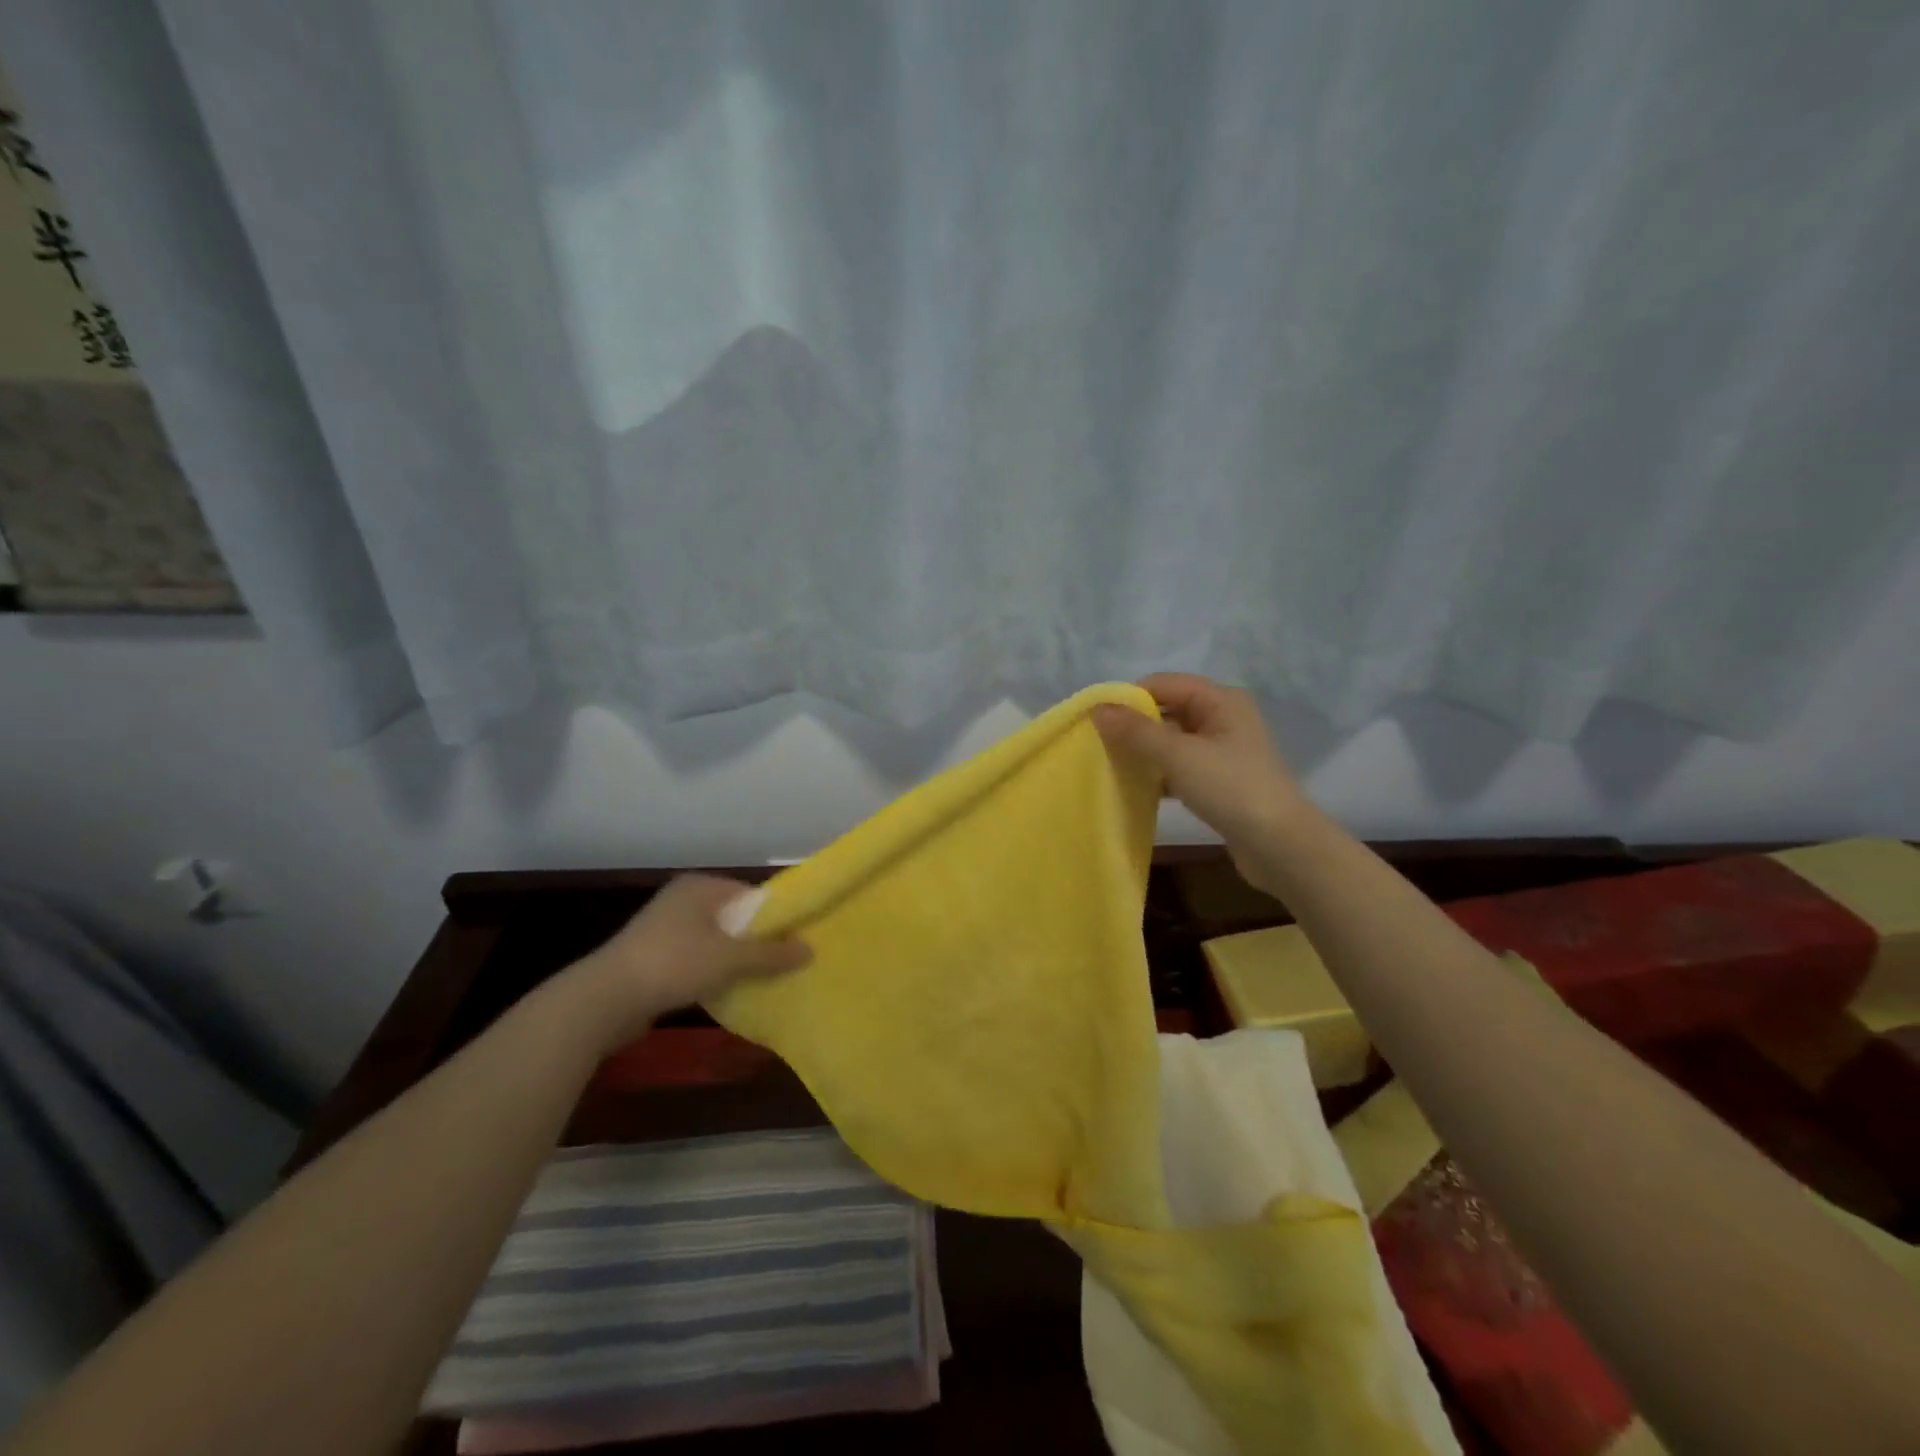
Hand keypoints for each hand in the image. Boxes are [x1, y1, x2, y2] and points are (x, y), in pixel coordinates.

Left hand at [567, 875, 810, 1050]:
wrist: (605, 999)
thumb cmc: (674, 963)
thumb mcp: (730, 959)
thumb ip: (771, 954)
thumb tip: (810, 949)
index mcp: (701, 887)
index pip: (750, 894)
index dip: (775, 916)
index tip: (795, 939)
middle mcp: (682, 900)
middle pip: (734, 918)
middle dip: (756, 940)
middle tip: (783, 962)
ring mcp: (664, 929)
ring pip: (714, 941)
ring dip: (734, 959)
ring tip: (760, 979)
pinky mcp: (652, 957)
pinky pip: (695, 959)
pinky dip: (711, 972)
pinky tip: (726, 991)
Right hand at [1092, 673, 1304, 890]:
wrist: (1280, 846)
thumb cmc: (1231, 789)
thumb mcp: (1179, 756)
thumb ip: (1136, 731)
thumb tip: (1098, 710)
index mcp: (1220, 700)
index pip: (1163, 684)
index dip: (1129, 698)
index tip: (1097, 722)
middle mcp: (1223, 718)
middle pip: (1167, 710)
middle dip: (1134, 725)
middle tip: (1100, 746)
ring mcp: (1222, 751)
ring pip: (1171, 741)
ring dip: (1144, 751)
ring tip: (1112, 766)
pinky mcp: (1219, 780)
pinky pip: (1179, 766)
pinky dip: (1158, 773)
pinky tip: (1137, 787)